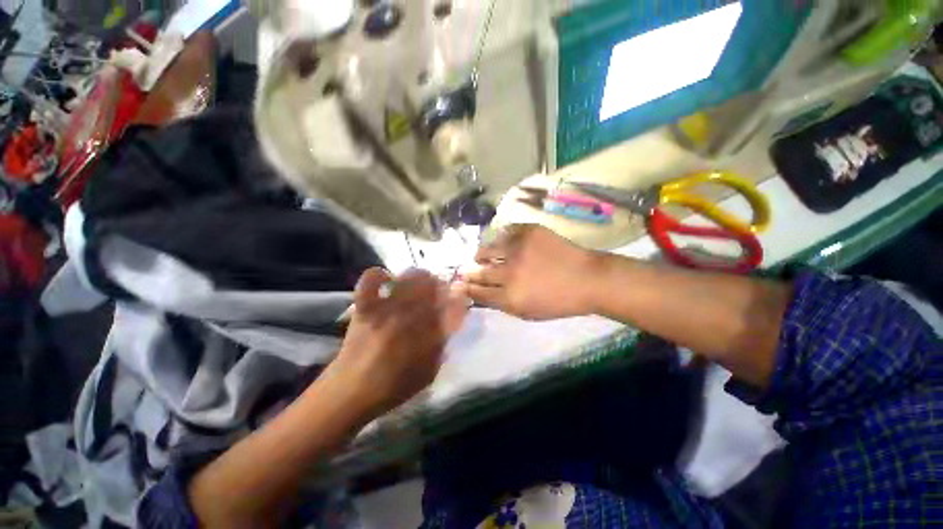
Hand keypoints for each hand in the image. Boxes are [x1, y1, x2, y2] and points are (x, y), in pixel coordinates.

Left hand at [326, 268, 468, 419]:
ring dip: (418, 276)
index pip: (452, 305)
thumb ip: (442, 346)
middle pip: (433, 285)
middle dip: (441, 284)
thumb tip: (449, 324)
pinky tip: (387, 280)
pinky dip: (379, 275)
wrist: (351, 393)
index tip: (459, 297)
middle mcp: (411, 317)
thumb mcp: (429, 372)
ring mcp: (386, 309)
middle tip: (439, 289)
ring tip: (419, 281)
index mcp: (428, 334)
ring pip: (408, 278)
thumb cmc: (394, 386)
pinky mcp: (366, 307)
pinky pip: (370, 280)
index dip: (459, 297)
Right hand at [457, 225, 602, 319]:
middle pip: (478, 272)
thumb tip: (479, 294)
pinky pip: (505, 233)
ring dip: (482, 254)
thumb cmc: (559, 301)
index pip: (477, 292)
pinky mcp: (528, 231)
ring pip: (487, 249)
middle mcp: (509, 272)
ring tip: (482, 255)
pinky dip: (502, 239)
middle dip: (468, 272)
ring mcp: (518, 249)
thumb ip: (501, 304)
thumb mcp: (528, 312)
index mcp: (510, 297)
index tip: (460, 284)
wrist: (588, 278)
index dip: (466, 288)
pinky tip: (504, 243)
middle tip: (464, 270)